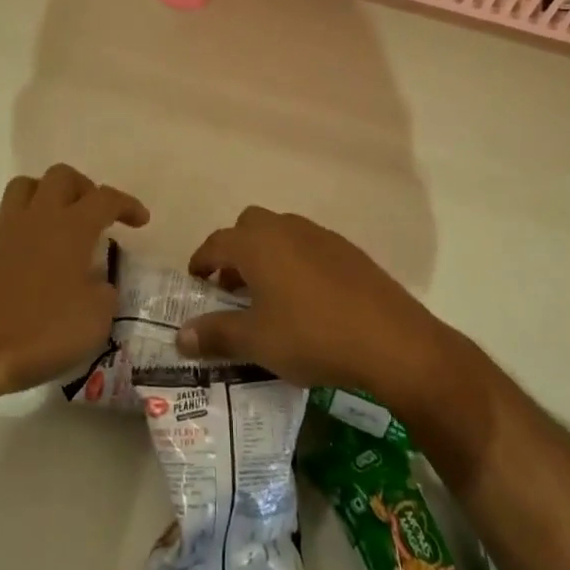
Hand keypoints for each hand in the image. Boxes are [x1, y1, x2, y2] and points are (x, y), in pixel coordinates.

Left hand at [0, 164, 147, 410]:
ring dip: (43, 196)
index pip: (107, 198)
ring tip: (54, 221)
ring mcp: (4, 230)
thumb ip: (104, 294)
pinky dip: (7, 229)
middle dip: (82, 187)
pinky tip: (15, 249)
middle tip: (93, 214)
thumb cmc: (38, 331)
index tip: (140, 220)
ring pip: (23, 187)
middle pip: (61, 176)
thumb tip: (98, 284)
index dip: (127, 204)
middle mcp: (39, 217)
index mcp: (73, 227)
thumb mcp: (94, 322)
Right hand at [175, 207, 448, 403]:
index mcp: (257, 243)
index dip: (201, 261)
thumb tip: (181, 336)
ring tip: (267, 297)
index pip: (217, 242)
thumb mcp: (257, 342)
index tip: (195, 281)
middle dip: (235, 252)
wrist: (389, 338)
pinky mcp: (347, 250)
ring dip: (266, 256)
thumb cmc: (311, 335)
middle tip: (231, 288)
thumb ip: (216, 334)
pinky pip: (308, 246)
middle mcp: (285, 228)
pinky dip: (295, 262)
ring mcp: (319, 235)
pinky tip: (305, 300)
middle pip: (249, 227)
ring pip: (280, 233)